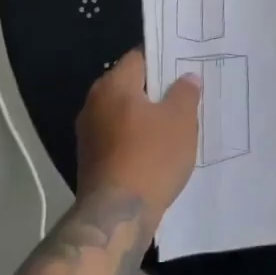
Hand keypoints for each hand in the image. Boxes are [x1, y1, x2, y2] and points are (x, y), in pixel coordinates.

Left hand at [76, 50, 200, 224]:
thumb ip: (185, 92)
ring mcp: (89, 134)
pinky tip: (158, 151)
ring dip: (147, 117)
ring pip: (125, 114)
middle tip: (186, 93)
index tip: (184, 64)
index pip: (139, 57)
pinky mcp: (90, 161)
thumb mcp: (180, 120)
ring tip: (177, 124)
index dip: (164, 58)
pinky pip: (119, 138)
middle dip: (157, 90)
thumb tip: (186, 77)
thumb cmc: (151, 157)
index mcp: (113, 85)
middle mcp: (94, 103)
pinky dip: (137, 139)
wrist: (116, 218)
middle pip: (131, 86)